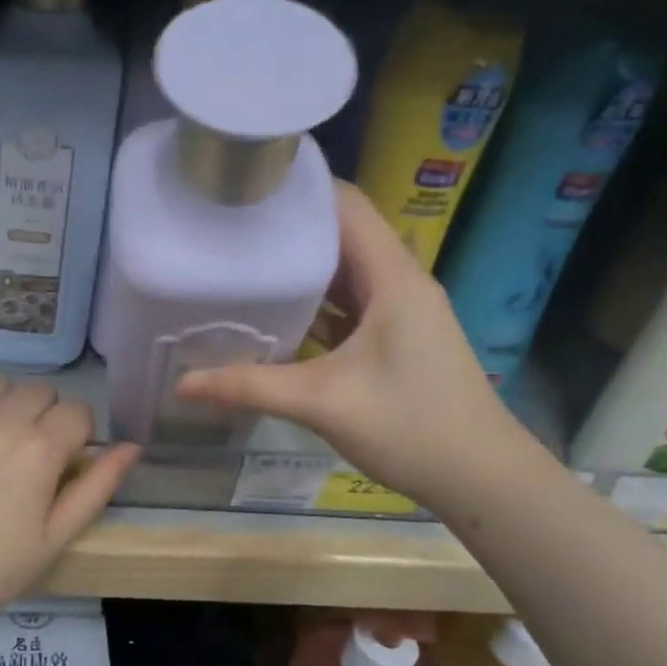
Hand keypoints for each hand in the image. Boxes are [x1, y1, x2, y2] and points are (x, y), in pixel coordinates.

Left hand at [0, 378, 140, 629]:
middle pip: (39, 391)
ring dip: (1, 406)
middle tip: (23, 455)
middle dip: (42, 417)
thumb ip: (98, 486)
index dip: (76, 435)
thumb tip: (132, 445)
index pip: (77, 411)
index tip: (61, 460)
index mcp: (40, 449)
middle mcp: (0, 419)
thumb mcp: (56, 537)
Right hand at [176, 182, 528, 505]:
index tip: (245, 185)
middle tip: (227, 225)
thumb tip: (182, 384)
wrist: (484, 479)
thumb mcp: (324, 404)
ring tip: (240, 261)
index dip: (299, 188)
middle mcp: (398, 282)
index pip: (346, 205)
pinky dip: (313, 302)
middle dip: (288, 226)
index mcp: (392, 278)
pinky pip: (348, 304)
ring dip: (299, 266)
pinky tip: (274, 314)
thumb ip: (250, 387)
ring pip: (343, 271)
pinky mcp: (395, 337)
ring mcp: (399, 311)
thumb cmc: (413, 428)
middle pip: (340, 233)